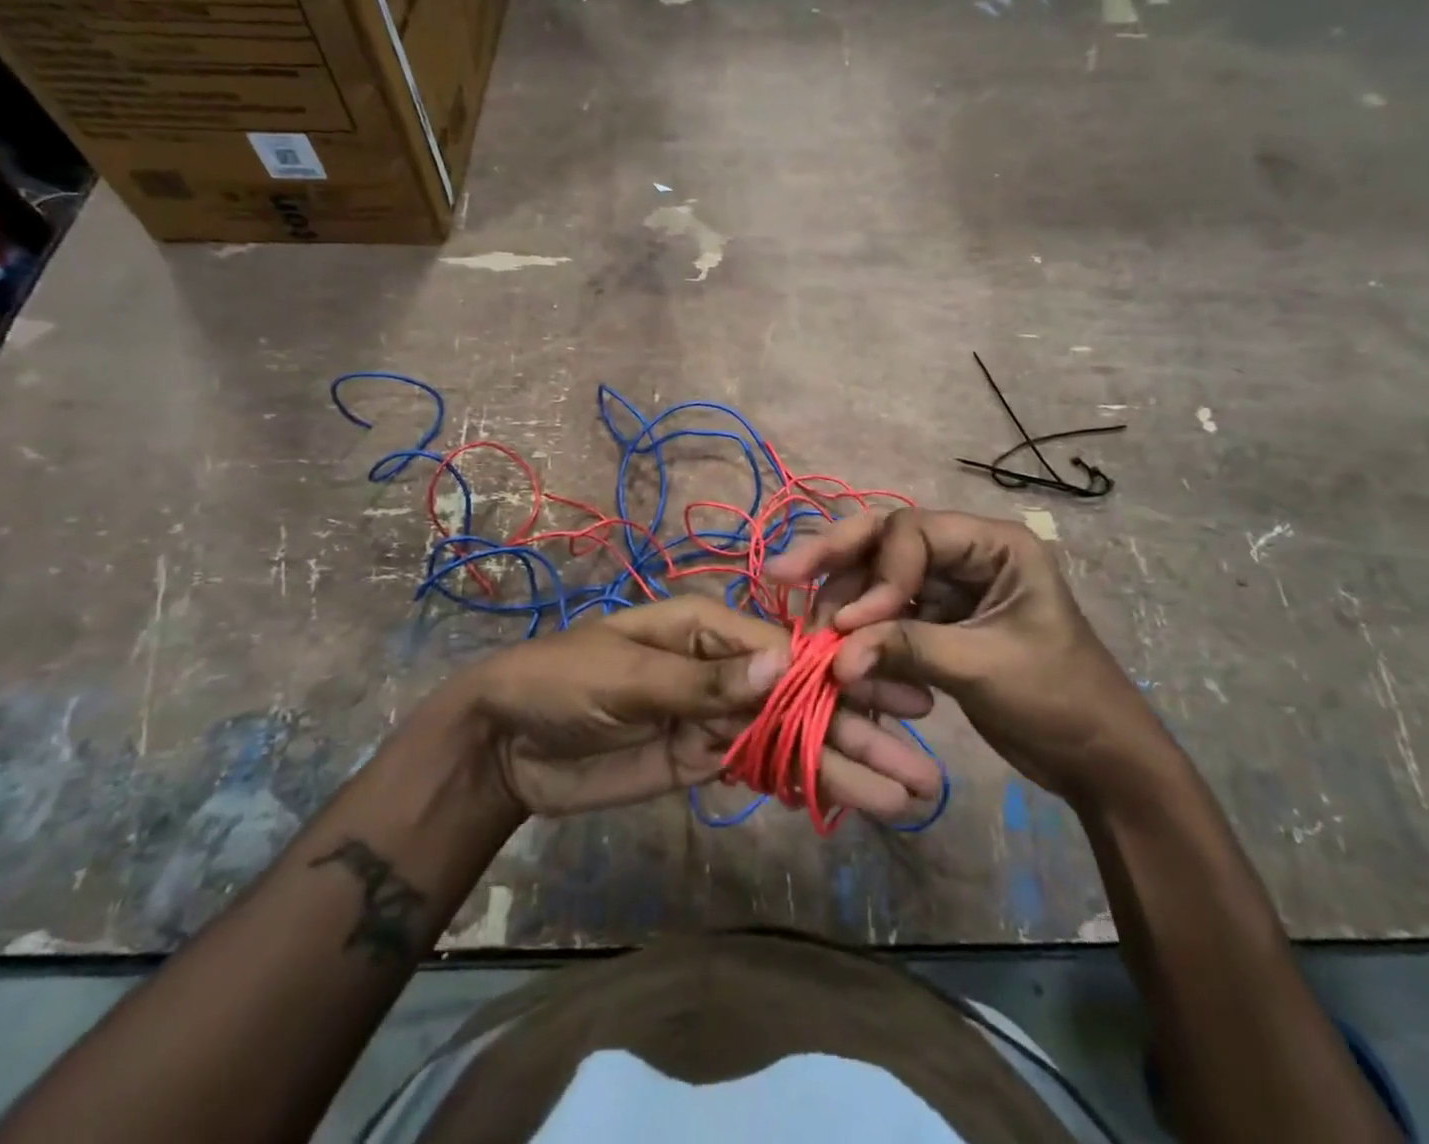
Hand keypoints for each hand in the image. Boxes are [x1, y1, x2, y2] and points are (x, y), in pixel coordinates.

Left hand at [445, 596, 943, 819]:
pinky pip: (761, 767)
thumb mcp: (628, 675)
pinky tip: (847, 801)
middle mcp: (723, 667)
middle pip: (801, 698)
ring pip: (789, 738)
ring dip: (842, 765)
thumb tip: (787, 665)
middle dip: (859, 729)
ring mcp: (716, 715)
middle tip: (922, 769)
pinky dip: (802, 784)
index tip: (899, 701)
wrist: (505, 743)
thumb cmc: (562, 682)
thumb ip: (705, 680)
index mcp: (710, 627)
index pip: (790, 651)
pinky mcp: (702, 757)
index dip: (843, 677)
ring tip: (902, 797)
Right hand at [768, 509, 1162, 797]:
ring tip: (811, 630)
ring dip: (844, 599)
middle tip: (782, 573)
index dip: (878, 574)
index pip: (913, 533)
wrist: (1098, 761)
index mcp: (994, 544)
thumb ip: (907, 649)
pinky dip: (860, 628)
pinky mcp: (937, 620)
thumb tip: (834, 657)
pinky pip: (886, 612)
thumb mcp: (983, 667)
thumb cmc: (1059, 700)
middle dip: (835, 556)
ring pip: (879, 574)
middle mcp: (966, 552)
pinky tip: (833, 646)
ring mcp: (949, 586)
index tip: (852, 624)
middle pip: (886, 539)